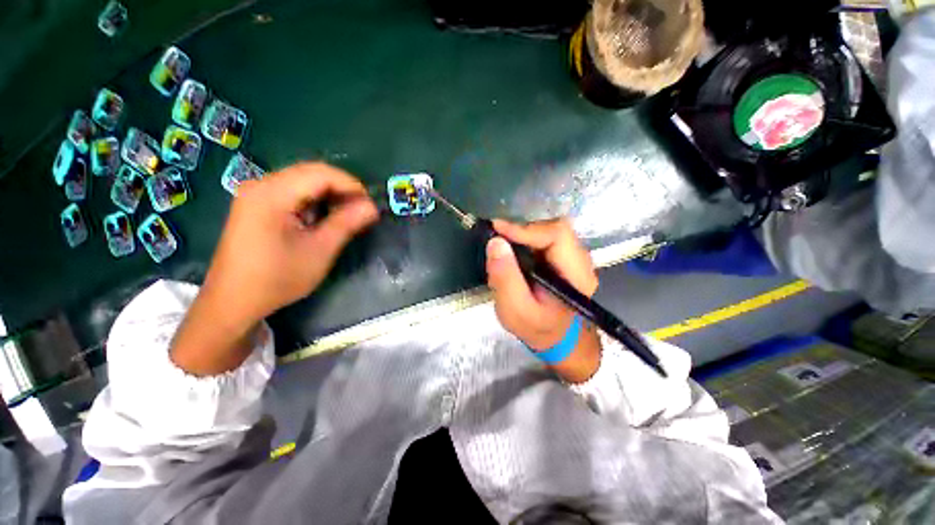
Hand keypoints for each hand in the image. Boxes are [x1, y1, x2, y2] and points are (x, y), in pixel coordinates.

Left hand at [171, 163, 377, 374]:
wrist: (233, 301)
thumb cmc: (277, 278)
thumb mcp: (319, 251)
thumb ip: (346, 223)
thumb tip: (372, 207)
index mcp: (272, 194)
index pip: (321, 174)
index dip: (351, 185)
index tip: (370, 204)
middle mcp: (260, 185)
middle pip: (310, 173)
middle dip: (341, 188)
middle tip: (362, 210)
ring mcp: (255, 193)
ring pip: (302, 180)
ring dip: (328, 194)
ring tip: (346, 215)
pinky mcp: (255, 204)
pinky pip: (291, 191)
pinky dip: (313, 200)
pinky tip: (322, 217)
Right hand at [486, 219, 601, 382]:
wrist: (556, 338)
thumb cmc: (537, 328)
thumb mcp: (515, 310)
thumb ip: (505, 279)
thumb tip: (496, 242)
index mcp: (576, 274)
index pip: (557, 235)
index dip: (526, 228)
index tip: (497, 228)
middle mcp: (579, 260)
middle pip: (553, 227)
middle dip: (522, 228)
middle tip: (496, 234)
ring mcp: (572, 257)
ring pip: (548, 230)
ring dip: (522, 233)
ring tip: (501, 244)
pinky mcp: (561, 257)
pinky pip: (543, 238)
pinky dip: (524, 239)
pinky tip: (512, 250)